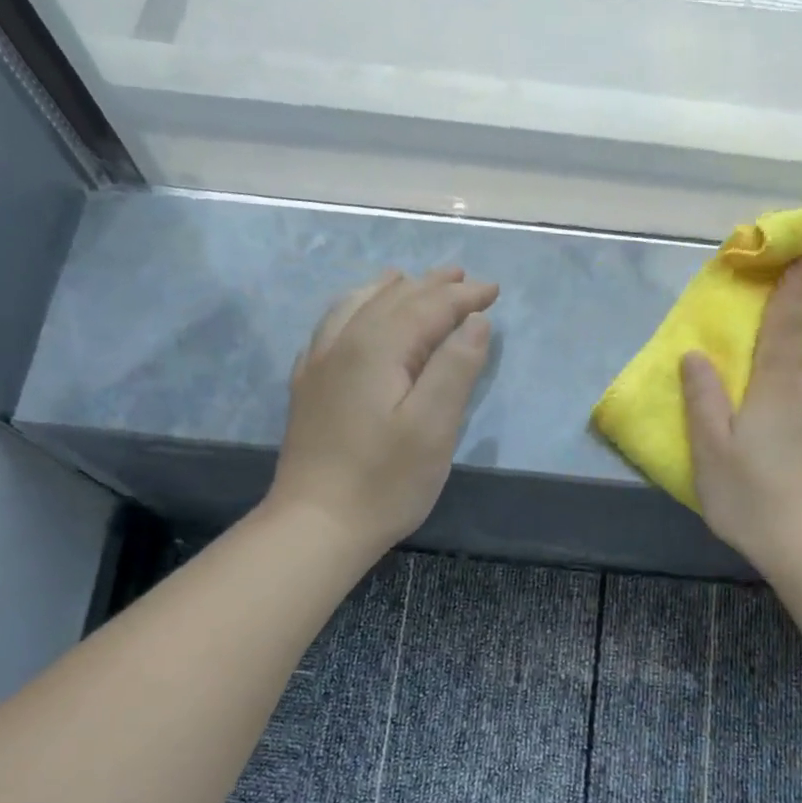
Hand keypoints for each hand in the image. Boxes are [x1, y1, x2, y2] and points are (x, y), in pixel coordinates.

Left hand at [267, 266, 498, 556]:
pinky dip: (355, 310)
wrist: (316, 524)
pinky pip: (331, 327)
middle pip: (392, 299)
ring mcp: (318, 364)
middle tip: (463, 278)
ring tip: (408, 279)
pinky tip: (356, 318)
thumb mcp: (434, 427)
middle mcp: (343, 343)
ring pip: (356, 306)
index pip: (428, 307)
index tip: (494, 290)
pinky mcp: (308, 388)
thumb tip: (475, 322)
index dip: (463, 297)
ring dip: (390, 290)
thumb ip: (456, 368)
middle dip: (431, 286)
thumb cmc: (384, 481)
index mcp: (377, 348)